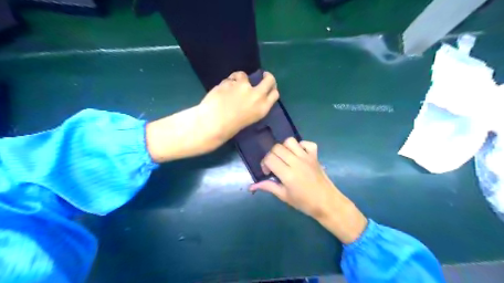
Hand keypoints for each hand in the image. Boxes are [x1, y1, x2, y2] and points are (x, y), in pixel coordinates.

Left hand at [146, 71, 278, 162]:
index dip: (272, 88)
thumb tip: (254, 93)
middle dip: (266, 76)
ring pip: (244, 75)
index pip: (274, 94)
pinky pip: (230, 78)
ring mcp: (243, 87)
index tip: (268, 86)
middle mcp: (257, 95)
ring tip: (231, 87)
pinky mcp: (230, 82)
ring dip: (239, 79)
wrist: (212, 123)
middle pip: (269, 79)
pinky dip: (227, 82)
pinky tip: (222, 91)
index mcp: (262, 109)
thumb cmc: (230, 127)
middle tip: (262, 75)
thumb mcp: (249, 118)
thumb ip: (255, 105)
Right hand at [250, 138, 368, 243]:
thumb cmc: (304, 202)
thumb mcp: (284, 196)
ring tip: (285, 158)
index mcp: (288, 174)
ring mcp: (307, 157)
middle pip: (277, 148)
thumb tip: (251, 186)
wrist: (327, 203)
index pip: (269, 158)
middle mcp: (296, 162)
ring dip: (284, 148)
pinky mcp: (315, 156)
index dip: (264, 163)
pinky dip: (301, 145)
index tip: (268, 172)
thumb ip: (268, 187)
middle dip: (272, 155)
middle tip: (275, 166)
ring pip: (290, 141)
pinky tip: (298, 154)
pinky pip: (307, 143)